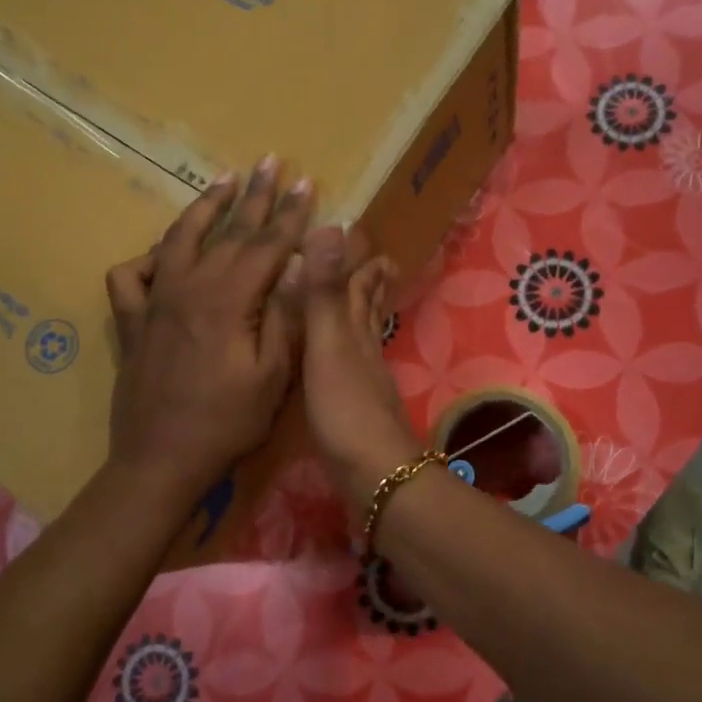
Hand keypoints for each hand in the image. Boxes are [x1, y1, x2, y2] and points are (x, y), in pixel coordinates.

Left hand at [105, 158, 311, 509]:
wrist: (161, 460)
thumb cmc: (227, 423)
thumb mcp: (273, 377)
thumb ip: (285, 317)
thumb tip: (299, 268)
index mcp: (229, 300)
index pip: (267, 244)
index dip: (290, 213)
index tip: (306, 182)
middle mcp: (189, 287)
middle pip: (228, 231)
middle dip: (253, 195)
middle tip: (269, 161)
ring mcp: (154, 301)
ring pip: (178, 238)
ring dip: (203, 207)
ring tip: (222, 182)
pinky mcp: (131, 320)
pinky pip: (131, 275)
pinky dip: (147, 258)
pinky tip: (162, 255)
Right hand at [298, 226, 423, 517]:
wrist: (373, 474)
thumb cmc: (346, 408)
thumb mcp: (327, 345)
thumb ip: (324, 293)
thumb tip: (330, 227)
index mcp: (355, 332)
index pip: (359, 286)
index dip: (360, 262)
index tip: (361, 235)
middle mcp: (363, 351)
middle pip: (367, 310)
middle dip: (369, 284)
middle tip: (377, 260)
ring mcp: (363, 382)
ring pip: (362, 338)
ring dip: (360, 316)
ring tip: (360, 302)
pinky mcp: (355, 410)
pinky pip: (351, 368)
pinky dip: (347, 353)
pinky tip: (343, 364)